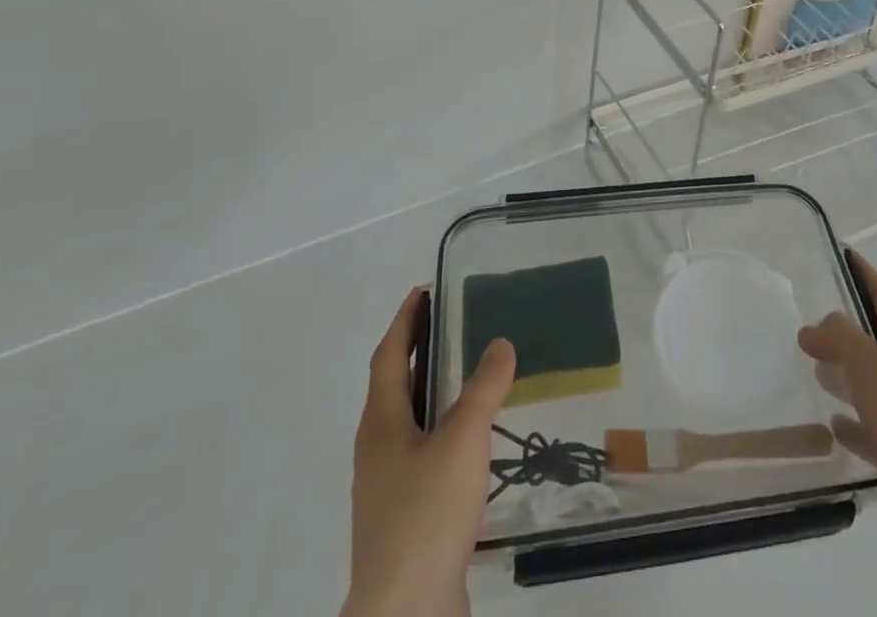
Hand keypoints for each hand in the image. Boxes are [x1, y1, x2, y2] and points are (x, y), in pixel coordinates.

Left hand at [343, 289, 514, 616]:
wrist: (406, 616)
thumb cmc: (426, 515)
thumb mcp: (463, 439)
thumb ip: (484, 388)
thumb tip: (500, 342)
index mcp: (380, 424)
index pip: (387, 356)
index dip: (404, 321)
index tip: (423, 292)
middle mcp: (376, 451)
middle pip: (393, 388)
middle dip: (418, 354)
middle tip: (454, 327)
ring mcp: (386, 490)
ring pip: (408, 425)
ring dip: (431, 395)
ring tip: (470, 381)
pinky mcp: (403, 521)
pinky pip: (421, 458)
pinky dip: (442, 435)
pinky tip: (471, 448)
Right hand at [798, 252, 876, 616]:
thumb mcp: (874, 369)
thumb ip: (843, 339)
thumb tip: (817, 326)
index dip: (865, 275)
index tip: (842, 253)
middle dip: (848, 329)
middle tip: (810, 321)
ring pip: (875, 388)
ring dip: (847, 375)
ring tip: (813, 369)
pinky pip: (873, 432)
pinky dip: (852, 423)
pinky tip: (831, 426)